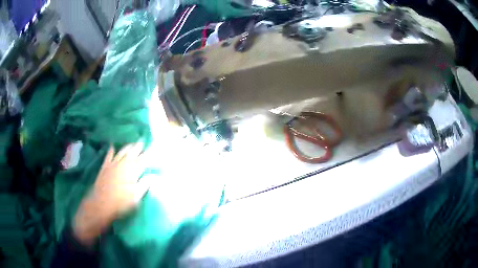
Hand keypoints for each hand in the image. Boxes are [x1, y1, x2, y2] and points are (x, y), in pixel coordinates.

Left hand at [73, 142, 150, 245]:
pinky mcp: (105, 167)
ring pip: (121, 152)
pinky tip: (112, 146)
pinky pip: (108, 155)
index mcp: (132, 171)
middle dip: (138, 146)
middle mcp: (123, 164)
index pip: (143, 160)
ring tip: (131, 143)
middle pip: (132, 152)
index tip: (152, 148)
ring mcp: (113, 164)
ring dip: (127, 147)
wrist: (101, 204)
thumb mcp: (136, 197)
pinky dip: (111, 150)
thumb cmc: (121, 202)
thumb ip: (144, 185)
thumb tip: (151, 176)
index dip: (148, 154)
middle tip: (142, 141)